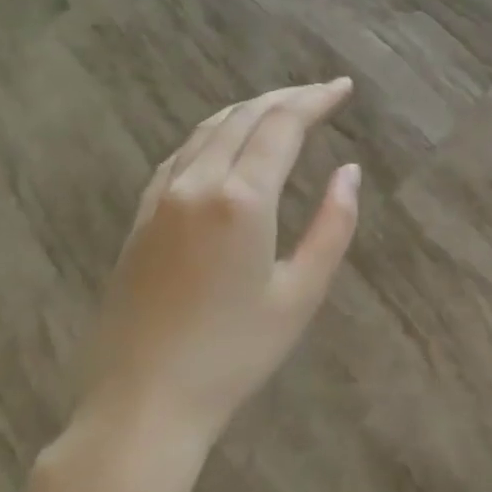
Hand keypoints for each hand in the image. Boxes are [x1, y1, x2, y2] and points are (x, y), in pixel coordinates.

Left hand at [74, 79, 361, 453]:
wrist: (142, 403)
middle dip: (287, 97)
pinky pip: (181, 154)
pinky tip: (227, 141)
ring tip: (283, 108)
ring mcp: (162, 199)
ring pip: (209, 130)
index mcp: (242, 200)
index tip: (343, 87)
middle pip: (245, 118)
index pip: (282, 126)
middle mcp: (198, 184)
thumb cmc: (234, 355)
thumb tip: (349, 172)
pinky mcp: (141, 218)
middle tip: (322, 92)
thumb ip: (333, 226)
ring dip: (250, 110)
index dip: (315, 100)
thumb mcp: (301, 294)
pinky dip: (214, 133)